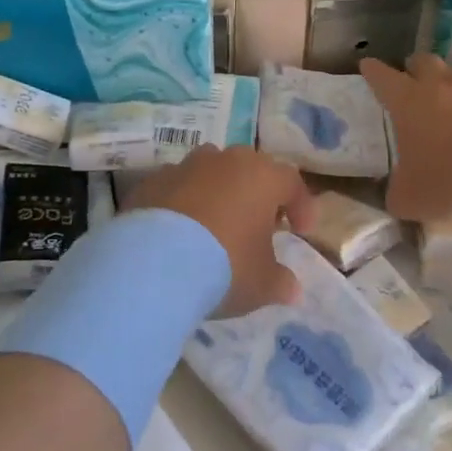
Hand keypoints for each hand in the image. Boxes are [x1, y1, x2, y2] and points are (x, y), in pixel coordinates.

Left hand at [127, 146, 316, 316]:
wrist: (153, 264)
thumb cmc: (224, 267)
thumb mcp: (262, 284)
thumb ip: (281, 282)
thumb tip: (292, 289)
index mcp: (262, 177)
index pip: (291, 182)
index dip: (300, 206)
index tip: (301, 231)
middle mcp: (225, 161)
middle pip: (249, 169)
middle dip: (257, 193)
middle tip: (258, 224)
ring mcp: (184, 167)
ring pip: (210, 172)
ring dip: (218, 193)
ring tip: (216, 224)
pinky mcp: (150, 182)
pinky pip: (176, 188)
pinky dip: (182, 204)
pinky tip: (178, 233)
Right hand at [361, 54, 451, 220]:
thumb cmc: (450, 177)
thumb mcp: (411, 198)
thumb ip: (398, 192)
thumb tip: (397, 194)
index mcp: (407, 101)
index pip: (381, 77)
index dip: (373, 71)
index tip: (368, 66)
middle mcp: (440, 82)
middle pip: (422, 61)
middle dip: (415, 69)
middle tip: (415, 82)